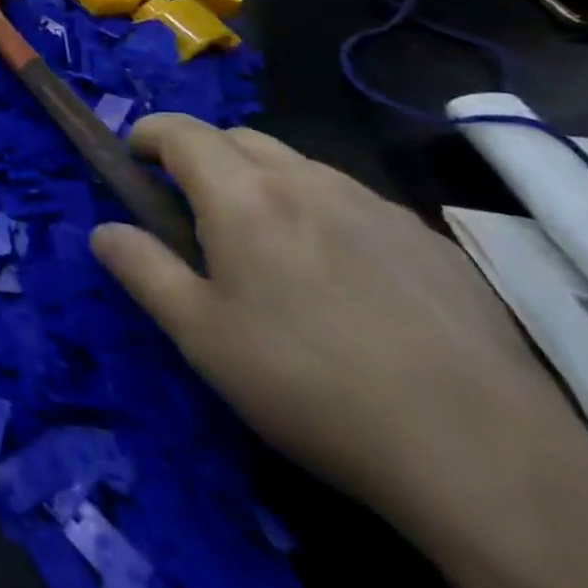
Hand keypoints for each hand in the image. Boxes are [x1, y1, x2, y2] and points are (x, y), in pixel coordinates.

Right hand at [89, 115, 575, 527]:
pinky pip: (355, 203)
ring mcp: (376, 206)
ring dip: (264, 181)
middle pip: (239, 138)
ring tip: (269, 245)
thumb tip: (102, 230)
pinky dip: (324, 213)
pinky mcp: (431, 242)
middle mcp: (306, 180)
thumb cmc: (310, 384)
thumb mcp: (200, 335)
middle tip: (195, 209)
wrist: (485, 457)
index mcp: (242, 194)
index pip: (180, 131)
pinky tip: (345, 280)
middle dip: (203, 156)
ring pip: (299, 166)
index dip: (148, 135)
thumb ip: (141, 269)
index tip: (134, 162)